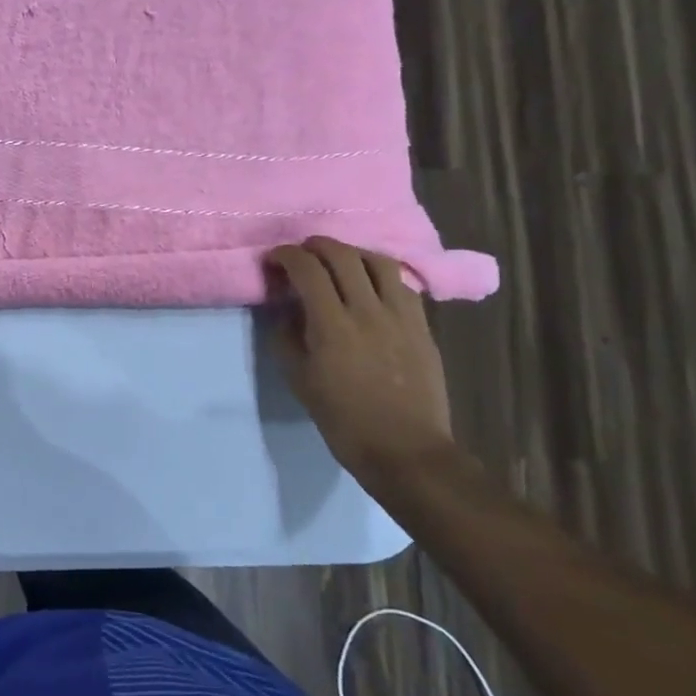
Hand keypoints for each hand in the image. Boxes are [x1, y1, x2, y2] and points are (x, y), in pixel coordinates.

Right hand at [264, 238, 454, 482]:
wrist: (406, 450)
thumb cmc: (343, 419)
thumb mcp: (299, 380)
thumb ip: (288, 337)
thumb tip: (288, 310)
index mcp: (332, 325)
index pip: (307, 269)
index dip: (286, 256)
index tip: (274, 260)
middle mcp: (368, 310)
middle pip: (343, 255)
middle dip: (316, 245)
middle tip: (301, 253)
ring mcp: (401, 316)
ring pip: (378, 262)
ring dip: (352, 253)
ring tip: (338, 261)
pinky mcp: (422, 327)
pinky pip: (402, 285)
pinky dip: (381, 274)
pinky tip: (371, 285)